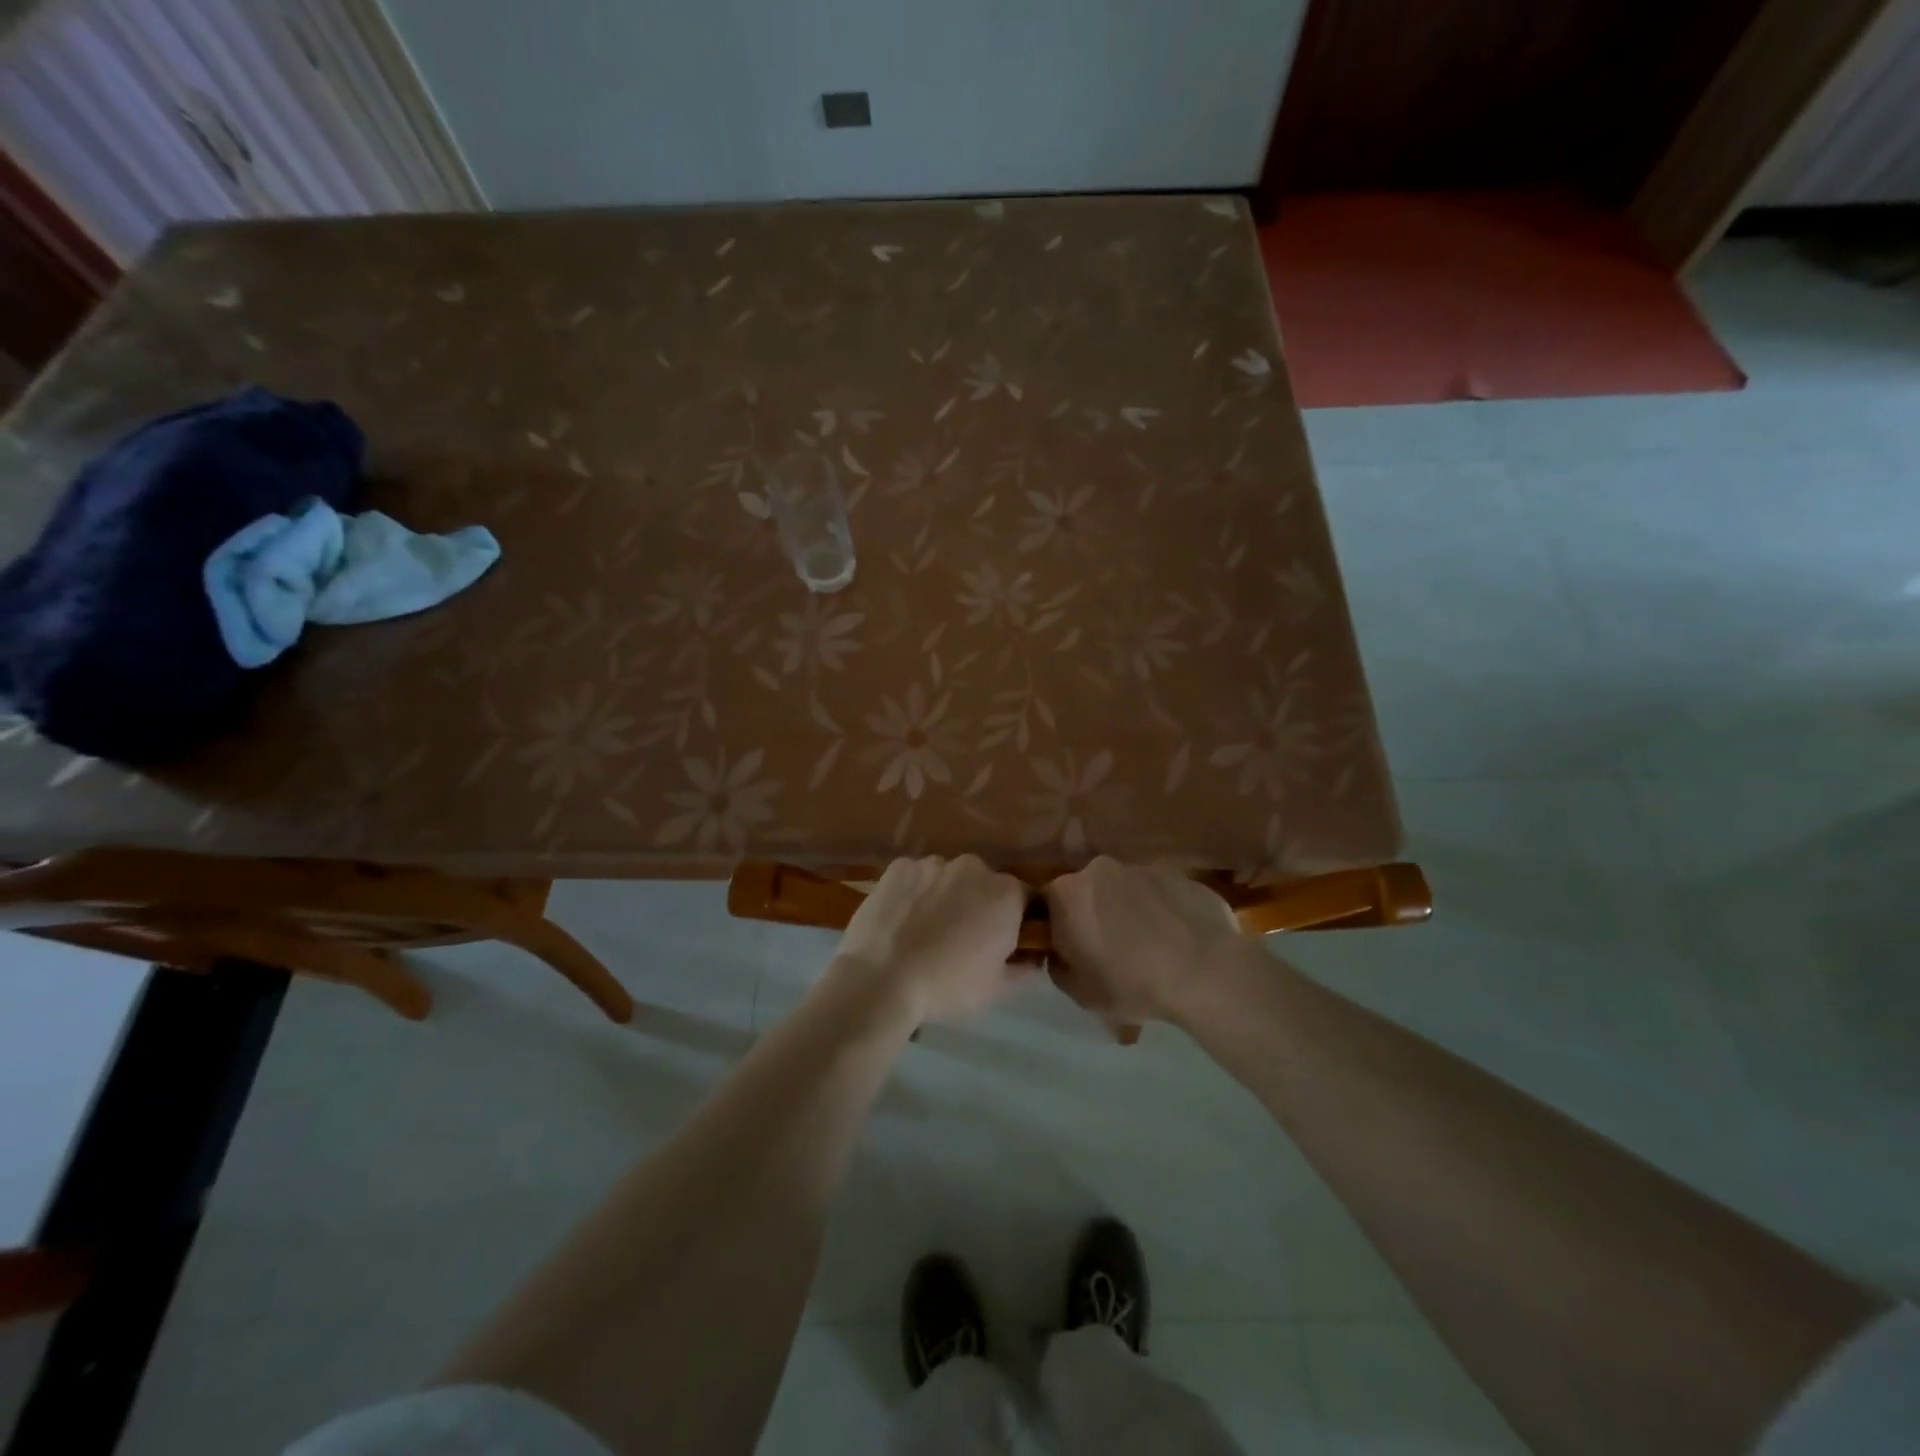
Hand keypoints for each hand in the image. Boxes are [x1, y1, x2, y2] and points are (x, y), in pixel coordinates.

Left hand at [825, 855, 1028, 1025]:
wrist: (880, 980)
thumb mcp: (996, 988)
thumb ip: (1023, 967)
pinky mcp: (899, 866)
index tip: (1004, 942)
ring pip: (948, 878)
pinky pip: (916, 878)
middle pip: (985, 884)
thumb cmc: (947, 986)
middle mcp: (973, 867)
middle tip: (962, 940)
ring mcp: (933, 863)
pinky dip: (914, 893)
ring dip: (946, 897)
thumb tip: (1032, 957)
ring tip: (926, 932)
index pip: (1026, 899)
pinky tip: (902, 921)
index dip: (1018, 921)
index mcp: (1005, 894)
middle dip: (979, 905)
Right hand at [1045, 857, 1244, 1023]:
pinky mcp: (1178, 874)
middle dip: (1096, 915)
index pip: (1050, 905)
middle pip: (1089, 891)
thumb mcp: (1080, 993)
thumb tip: (1062, 954)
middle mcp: (1099, 869)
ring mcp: (1141, 867)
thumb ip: (1058, 968)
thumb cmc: (1132, 984)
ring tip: (1152, 947)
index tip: (1076, 952)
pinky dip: (1163, 910)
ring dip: (1131, 911)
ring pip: (1126, 889)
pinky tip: (1179, 940)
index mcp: (1067, 894)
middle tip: (1114, 950)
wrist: (1205, 972)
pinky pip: (1161, 892)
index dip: (1061, 929)